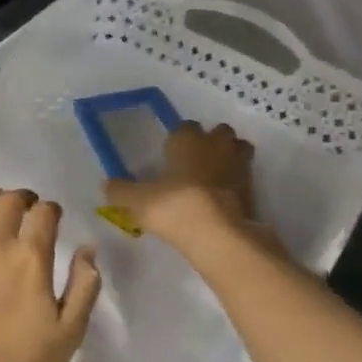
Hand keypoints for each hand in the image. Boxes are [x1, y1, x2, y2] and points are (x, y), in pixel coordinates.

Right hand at [102, 121, 266, 253]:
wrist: (217, 234)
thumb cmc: (174, 206)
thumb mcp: (136, 201)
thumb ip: (120, 191)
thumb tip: (108, 185)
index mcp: (187, 138)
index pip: (185, 126)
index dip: (179, 138)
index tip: (171, 154)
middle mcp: (216, 145)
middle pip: (219, 132)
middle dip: (211, 142)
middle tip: (195, 163)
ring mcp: (239, 166)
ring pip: (238, 151)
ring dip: (229, 158)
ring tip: (213, 178)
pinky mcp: (254, 190)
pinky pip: (245, 178)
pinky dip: (236, 185)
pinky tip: (222, 200)